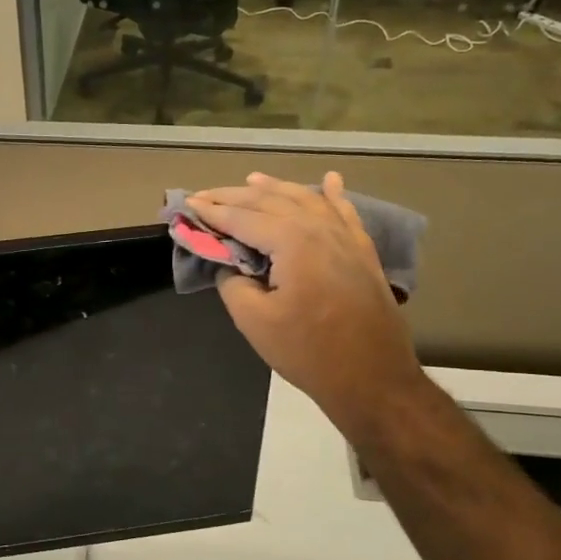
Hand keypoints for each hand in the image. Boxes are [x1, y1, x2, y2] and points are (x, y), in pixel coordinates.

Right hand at [187, 172, 425, 432]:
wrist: (373, 379)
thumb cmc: (308, 351)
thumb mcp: (254, 320)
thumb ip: (233, 283)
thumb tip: (228, 265)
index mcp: (293, 241)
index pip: (243, 218)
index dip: (212, 211)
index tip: (187, 204)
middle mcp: (320, 229)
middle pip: (272, 202)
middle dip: (235, 196)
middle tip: (206, 194)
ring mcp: (346, 239)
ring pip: (307, 200)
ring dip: (276, 188)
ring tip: (252, 180)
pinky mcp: (362, 253)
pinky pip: (344, 213)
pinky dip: (332, 196)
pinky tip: (329, 181)